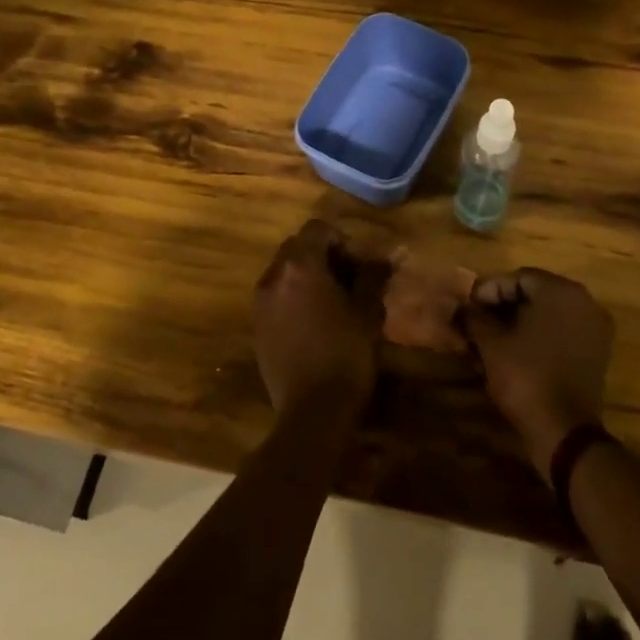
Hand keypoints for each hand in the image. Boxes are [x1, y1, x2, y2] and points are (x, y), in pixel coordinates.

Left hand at [254, 220, 387, 415]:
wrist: (312, 411)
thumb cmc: (346, 355)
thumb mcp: (367, 312)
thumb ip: (372, 278)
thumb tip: (383, 258)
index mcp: (300, 266)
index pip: (317, 229)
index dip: (341, 239)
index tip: (358, 263)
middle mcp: (273, 277)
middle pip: (296, 247)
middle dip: (322, 255)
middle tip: (348, 279)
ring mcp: (260, 303)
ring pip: (283, 272)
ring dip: (306, 276)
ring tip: (332, 301)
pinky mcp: (256, 327)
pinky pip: (275, 296)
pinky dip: (293, 297)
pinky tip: (314, 322)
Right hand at [463, 268, 613, 471]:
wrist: (565, 431)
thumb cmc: (526, 376)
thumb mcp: (491, 343)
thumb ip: (473, 317)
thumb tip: (460, 307)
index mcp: (561, 291)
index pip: (517, 278)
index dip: (489, 291)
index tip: (468, 308)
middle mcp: (583, 302)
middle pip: (535, 294)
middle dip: (503, 307)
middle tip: (478, 323)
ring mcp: (594, 328)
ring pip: (548, 315)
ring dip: (519, 323)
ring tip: (492, 340)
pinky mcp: (596, 353)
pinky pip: (562, 333)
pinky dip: (539, 338)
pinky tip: (515, 353)